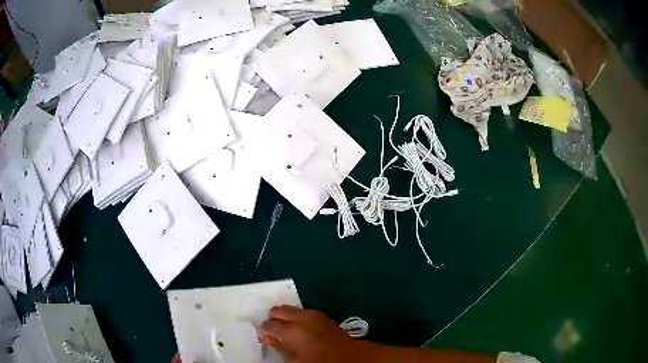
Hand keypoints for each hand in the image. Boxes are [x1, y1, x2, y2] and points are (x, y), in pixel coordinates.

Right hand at [260, 305, 358, 362]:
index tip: (265, 339)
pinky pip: (303, 312)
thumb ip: (280, 347)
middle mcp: (301, 318)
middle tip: (274, 333)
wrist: (350, 357)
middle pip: (277, 310)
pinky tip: (300, 329)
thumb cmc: (321, 361)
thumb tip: (270, 339)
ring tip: (287, 331)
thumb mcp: (296, 359)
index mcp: (292, 331)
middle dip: (273, 320)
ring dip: (285, 317)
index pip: (268, 325)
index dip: (264, 332)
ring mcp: (313, 314)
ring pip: (290, 309)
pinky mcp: (322, 315)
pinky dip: (297, 317)